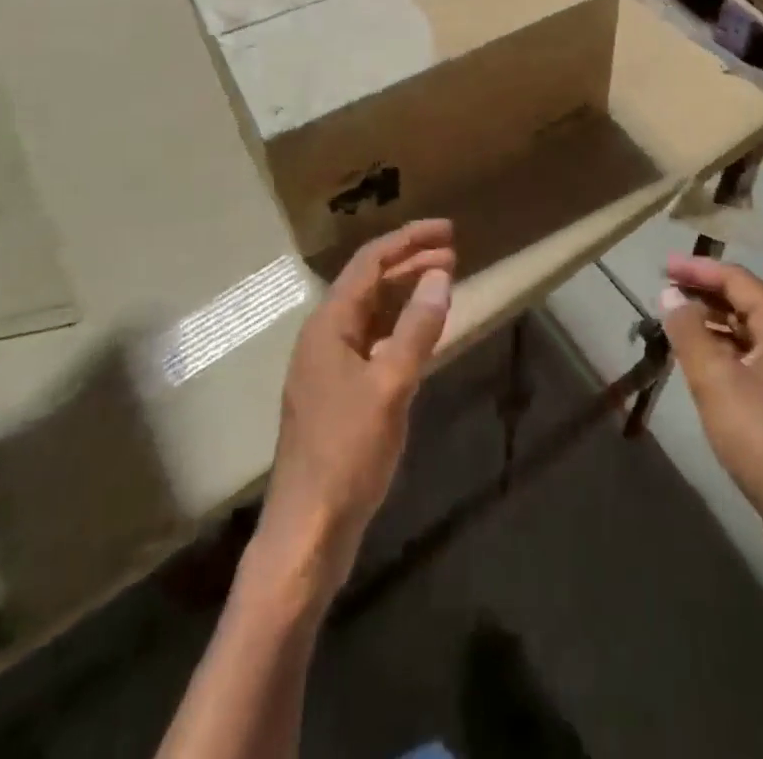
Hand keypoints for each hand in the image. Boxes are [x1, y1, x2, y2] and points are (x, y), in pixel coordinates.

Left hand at [257, 219, 455, 596]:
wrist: (308, 531)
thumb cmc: (347, 453)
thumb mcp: (390, 386)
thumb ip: (417, 329)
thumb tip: (440, 276)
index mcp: (329, 324)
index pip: (369, 263)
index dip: (408, 240)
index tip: (447, 230)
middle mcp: (325, 336)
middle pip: (369, 284)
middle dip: (410, 263)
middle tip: (454, 254)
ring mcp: (330, 367)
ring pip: (372, 313)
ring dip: (405, 294)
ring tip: (444, 283)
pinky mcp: (339, 394)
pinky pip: (373, 342)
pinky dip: (400, 329)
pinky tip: (423, 335)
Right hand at [660, 255, 762, 541]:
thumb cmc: (762, 437)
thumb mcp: (714, 379)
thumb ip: (688, 331)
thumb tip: (670, 295)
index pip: (738, 281)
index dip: (698, 270)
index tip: (662, 266)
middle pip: (746, 304)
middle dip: (704, 295)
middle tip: (665, 293)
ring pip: (750, 335)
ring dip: (713, 325)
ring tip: (676, 326)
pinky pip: (755, 360)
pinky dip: (726, 352)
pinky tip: (703, 365)